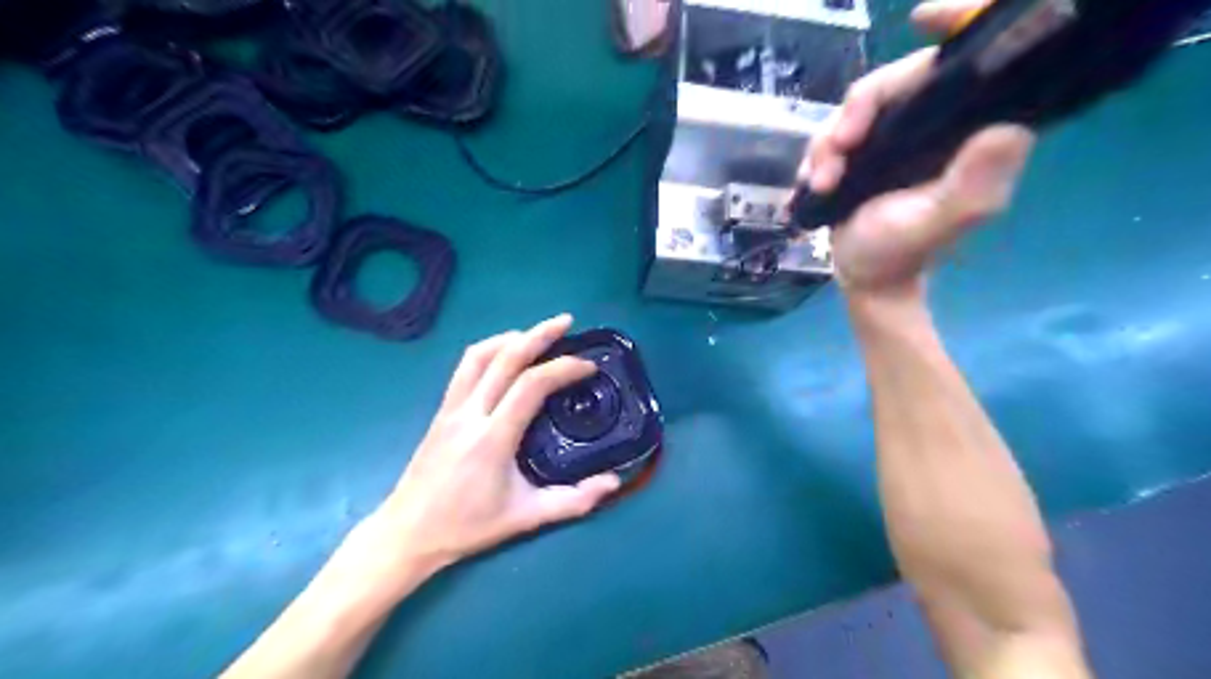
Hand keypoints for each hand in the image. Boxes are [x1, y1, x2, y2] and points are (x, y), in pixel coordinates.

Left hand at [373, 314, 619, 575]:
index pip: (531, 386)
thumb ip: (573, 501)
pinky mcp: (441, 411)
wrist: (408, 532)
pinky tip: (504, 355)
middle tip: (566, 321)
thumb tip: (613, 483)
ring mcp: (451, 408)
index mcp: (493, 438)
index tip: (588, 367)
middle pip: (505, 358)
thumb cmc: (468, 526)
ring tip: (536, 335)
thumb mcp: (525, 518)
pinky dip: (490, 350)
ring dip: (511, 337)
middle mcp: (470, 414)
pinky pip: (465, 367)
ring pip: (479, 355)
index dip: (563, 369)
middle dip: (539, 334)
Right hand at [801, 0, 1034, 297]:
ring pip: (857, 106)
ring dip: (828, 142)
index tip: (922, 18)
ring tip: (820, 182)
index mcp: (966, 132)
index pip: (972, 64)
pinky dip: (817, 154)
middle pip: (896, 80)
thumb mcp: (935, 224)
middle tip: (839, 150)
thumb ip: (970, 185)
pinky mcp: (865, 149)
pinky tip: (812, 182)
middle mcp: (934, 124)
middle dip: (858, 111)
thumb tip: (1007, 129)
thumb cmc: (900, 252)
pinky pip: (834, 130)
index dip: (956, 26)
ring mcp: (896, 135)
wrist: (864, 275)